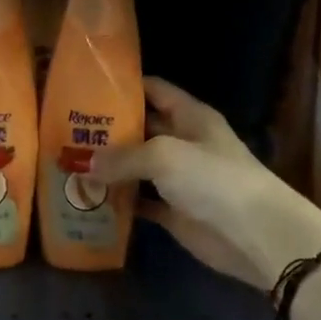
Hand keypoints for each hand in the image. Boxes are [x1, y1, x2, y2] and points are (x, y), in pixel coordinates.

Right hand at [91, 78, 320, 290]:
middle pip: (141, 128)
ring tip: (68, 161)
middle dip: (108, 129)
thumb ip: (123, 157)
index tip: (88, 85)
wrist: (255, 235)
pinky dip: (119, 201)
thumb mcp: (164, 156)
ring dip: (109, 166)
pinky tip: (88, 198)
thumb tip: (85, 163)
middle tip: (65, 129)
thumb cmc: (213, 179)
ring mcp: (179, 178)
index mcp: (190, 116)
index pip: (154, 89)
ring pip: (137, 166)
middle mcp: (183, 142)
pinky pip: (140, 201)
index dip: (125, 85)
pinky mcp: (174, 211)